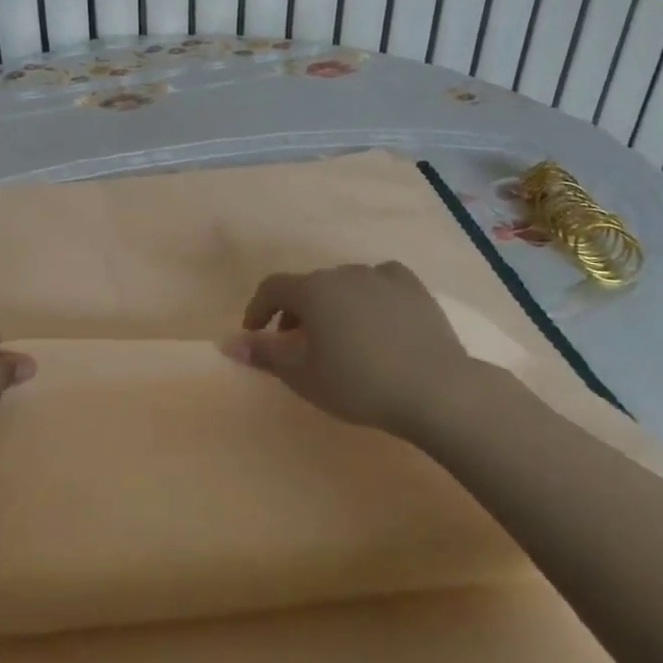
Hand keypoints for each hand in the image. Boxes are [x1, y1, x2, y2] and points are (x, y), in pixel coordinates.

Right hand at [221, 263, 488, 436]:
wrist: (436, 389)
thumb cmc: (359, 383)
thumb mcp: (302, 375)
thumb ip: (263, 353)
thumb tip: (226, 342)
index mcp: (312, 290)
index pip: (272, 289)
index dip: (257, 309)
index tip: (255, 334)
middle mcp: (343, 273)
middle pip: (308, 286)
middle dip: (295, 312)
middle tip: (297, 344)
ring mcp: (381, 277)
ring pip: (344, 284)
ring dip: (331, 304)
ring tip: (338, 336)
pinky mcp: (413, 287)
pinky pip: (380, 282)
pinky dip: (369, 295)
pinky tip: (377, 316)